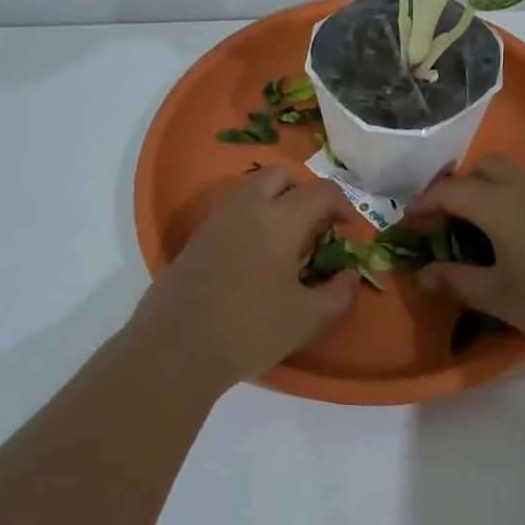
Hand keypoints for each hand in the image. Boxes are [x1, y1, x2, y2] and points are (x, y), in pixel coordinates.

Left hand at [131, 165, 358, 393]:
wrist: (176, 348)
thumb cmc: (250, 329)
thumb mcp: (307, 319)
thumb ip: (337, 294)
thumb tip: (348, 276)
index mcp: (279, 220)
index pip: (320, 191)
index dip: (341, 203)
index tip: (347, 228)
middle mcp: (246, 209)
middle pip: (279, 176)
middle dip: (303, 191)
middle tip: (314, 225)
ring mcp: (214, 222)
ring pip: (250, 192)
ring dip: (273, 204)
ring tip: (283, 245)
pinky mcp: (194, 241)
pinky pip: (229, 216)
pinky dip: (249, 223)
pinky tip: (253, 262)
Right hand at [408, 155, 524, 355]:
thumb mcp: (497, 296)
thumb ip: (456, 281)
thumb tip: (422, 275)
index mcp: (497, 203)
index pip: (449, 191)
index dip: (424, 204)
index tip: (409, 224)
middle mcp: (522, 186)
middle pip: (481, 169)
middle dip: (457, 189)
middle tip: (445, 222)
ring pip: (508, 174)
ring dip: (485, 190)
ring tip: (476, 227)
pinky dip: (509, 198)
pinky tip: (512, 234)